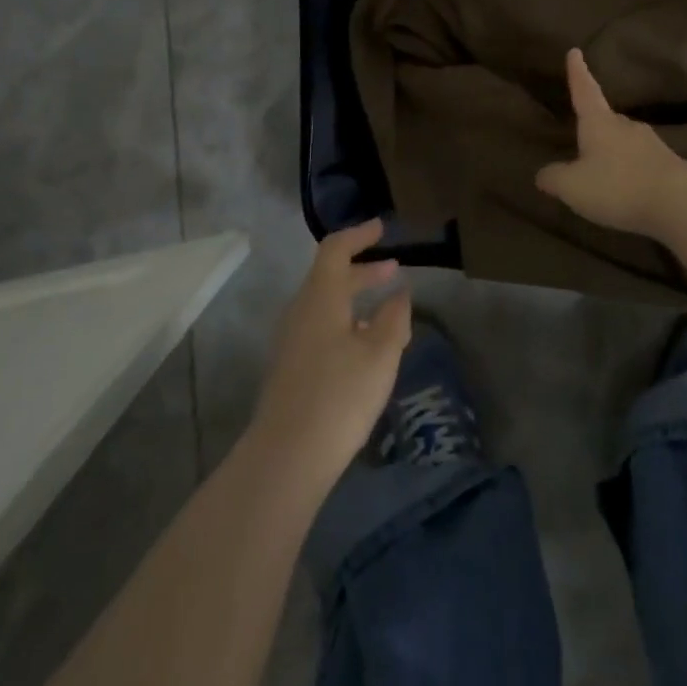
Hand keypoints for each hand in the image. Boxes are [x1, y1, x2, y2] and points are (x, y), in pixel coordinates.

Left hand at [247, 221, 410, 494]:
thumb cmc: (339, 395)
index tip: (382, 228)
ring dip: (355, 299)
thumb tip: (400, 293)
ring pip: (326, 305)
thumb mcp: (380, 354)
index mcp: (321, 296)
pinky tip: (365, 346)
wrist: (286, 458)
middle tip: (394, 269)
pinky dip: (346, 322)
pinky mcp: (291, 368)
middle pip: (330, 277)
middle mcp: (301, 310)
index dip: (359, 235)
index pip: (336, 249)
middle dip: (363, 270)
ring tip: (387, 310)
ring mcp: (292, 341)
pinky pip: (321, 328)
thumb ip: (394, 318)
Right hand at [536, 48, 686, 238]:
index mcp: (599, 123)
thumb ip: (554, 178)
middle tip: (583, 136)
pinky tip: (627, 189)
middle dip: (595, 125)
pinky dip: (631, 171)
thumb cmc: (617, 185)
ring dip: (614, 152)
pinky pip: (641, 163)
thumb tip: (543, 173)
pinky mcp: (668, 166)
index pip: (584, 91)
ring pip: (626, 142)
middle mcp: (625, 126)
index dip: (578, 73)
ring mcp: (651, 144)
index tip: (575, 51)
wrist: (680, 202)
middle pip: (607, 119)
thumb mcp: (573, 186)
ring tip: (603, 171)